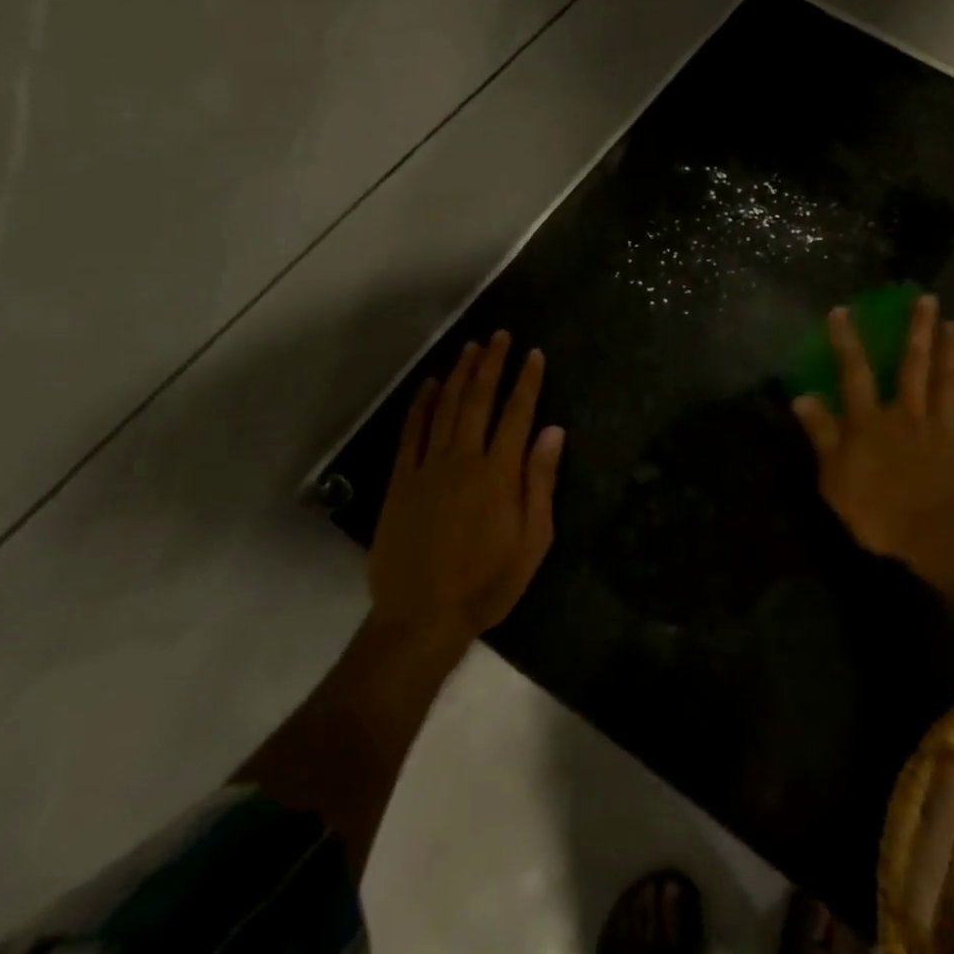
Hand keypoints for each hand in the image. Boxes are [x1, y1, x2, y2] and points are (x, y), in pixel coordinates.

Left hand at [369, 332, 563, 646]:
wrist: (421, 618)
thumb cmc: (487, 583)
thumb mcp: (532, 541)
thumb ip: (541, 483)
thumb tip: (553, 432)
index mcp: (499, 473)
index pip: (517, 414)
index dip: (527, 381)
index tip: (534, 353)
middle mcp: (464, 459)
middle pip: (479, 400)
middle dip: (492, 364)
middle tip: (500, 335)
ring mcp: (428, 468)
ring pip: (445, 409)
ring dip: (459, 374)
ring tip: (471, 347)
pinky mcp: (401, 482)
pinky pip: (411, 433)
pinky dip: (420, 405)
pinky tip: (429, 385)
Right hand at [791, 296, 953, 588]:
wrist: (942, 537)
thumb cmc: (881, 512)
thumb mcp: (835, 479)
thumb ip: (822, 435)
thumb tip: (802, 397)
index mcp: (871, 422)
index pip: (855, 373)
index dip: (847, 341)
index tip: (843, 310)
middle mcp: (908, 414)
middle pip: (914, 366)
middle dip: (919, 330)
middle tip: (927, 299)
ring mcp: (944, 428)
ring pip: (948, 382)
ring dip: (952, 351)